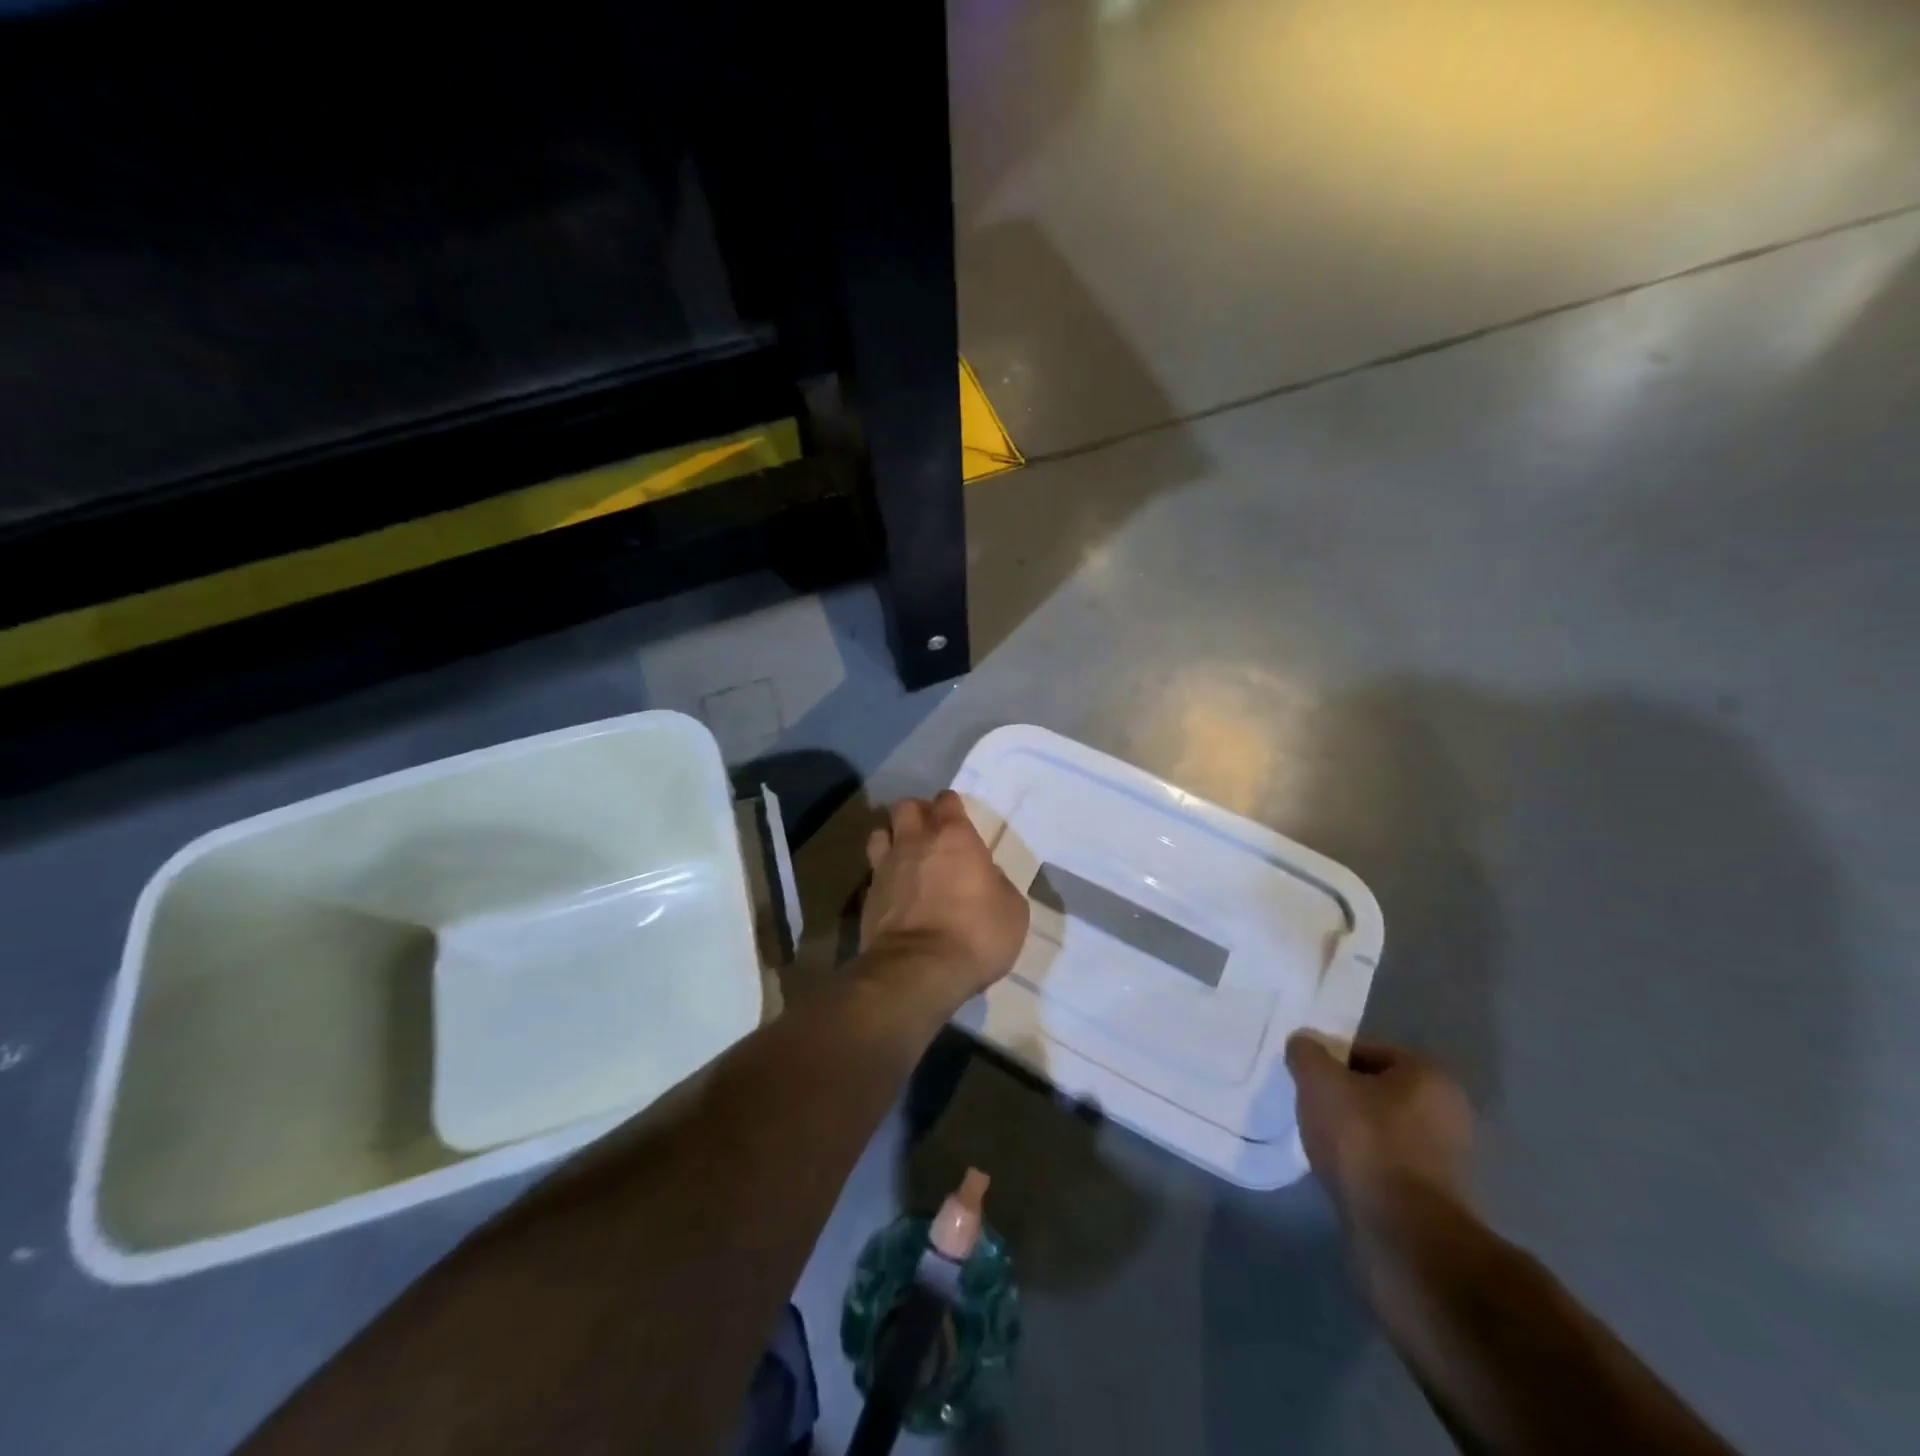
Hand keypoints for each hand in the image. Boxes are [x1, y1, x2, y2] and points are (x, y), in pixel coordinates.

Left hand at [860, 791, 1029, 1008]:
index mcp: (954, 836)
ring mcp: (886, 866)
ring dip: (892, 837)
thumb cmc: (975, 933)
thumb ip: (999, 884)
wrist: (918, 969)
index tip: (959, 819)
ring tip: (904, 855)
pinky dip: (883, 874)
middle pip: (906, 806)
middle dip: (917, 813)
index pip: (947, 801)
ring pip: (880, 832)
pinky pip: (873, 870)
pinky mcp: (867, 895)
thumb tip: (986, 877)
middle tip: (929, 832)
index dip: (952, 806)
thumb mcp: (1012, 910)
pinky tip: (894, 890)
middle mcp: (916, 841)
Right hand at [1287, 1036, 1473, 1236]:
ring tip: (1319, 1143)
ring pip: (1379, 1129)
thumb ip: (1306, 1053)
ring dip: (1350, 1134)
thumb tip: (1303, 1044)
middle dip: (1341, 1098)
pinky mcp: (1432, 1197)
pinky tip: (1338, 1173)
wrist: (1401, 1234)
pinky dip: (1361, 1165)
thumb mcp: (1319, 1080)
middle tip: (1309, 1108)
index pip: (1366, 1051)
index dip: (1330, 1061)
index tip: (1305, 1079)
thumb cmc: (1364, 1141)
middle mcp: (1446, 1112)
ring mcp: (1444, 1159)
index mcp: (1428, 1076)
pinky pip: (1385, 1165)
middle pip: (1374, 1091)